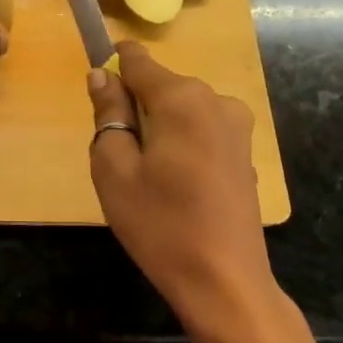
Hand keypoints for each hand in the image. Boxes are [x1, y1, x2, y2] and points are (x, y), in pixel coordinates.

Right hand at [87, 41, 279, 342]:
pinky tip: (176, 186)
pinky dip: (180, 143)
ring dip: (157, 127)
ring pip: (179, 108)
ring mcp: (236, 125)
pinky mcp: (245, 151)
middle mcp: (214, 99)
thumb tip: (101, 75)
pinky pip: (199, 128)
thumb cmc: (159, 224)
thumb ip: (108, 113)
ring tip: (147, 177)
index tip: (97, 99)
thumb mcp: (114, 168)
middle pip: (158, 85)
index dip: (111, 68)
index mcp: (181, 98)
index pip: (136, 59)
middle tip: (119, 157)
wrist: (225, 283)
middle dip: (133, 107)